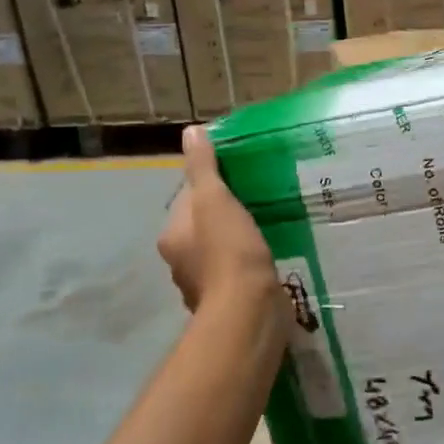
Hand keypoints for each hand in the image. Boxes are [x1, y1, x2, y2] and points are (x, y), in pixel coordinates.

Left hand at [157, 126, 280, 314]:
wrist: (249, 311)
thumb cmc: (229, 251)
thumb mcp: (216, 200)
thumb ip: (203, 167)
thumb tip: (191, 132)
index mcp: (172, 235)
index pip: (188, 199)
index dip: (212, 185)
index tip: (241, 178)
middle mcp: (181, 261)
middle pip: (203, 225)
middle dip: (226, 214)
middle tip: (259, 199)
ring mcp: (204, 284)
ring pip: (221, 249)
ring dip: (239, 239)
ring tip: (268, 225)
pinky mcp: (229, 300)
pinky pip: (238, 271)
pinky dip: (249, 263)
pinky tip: (270, 255)